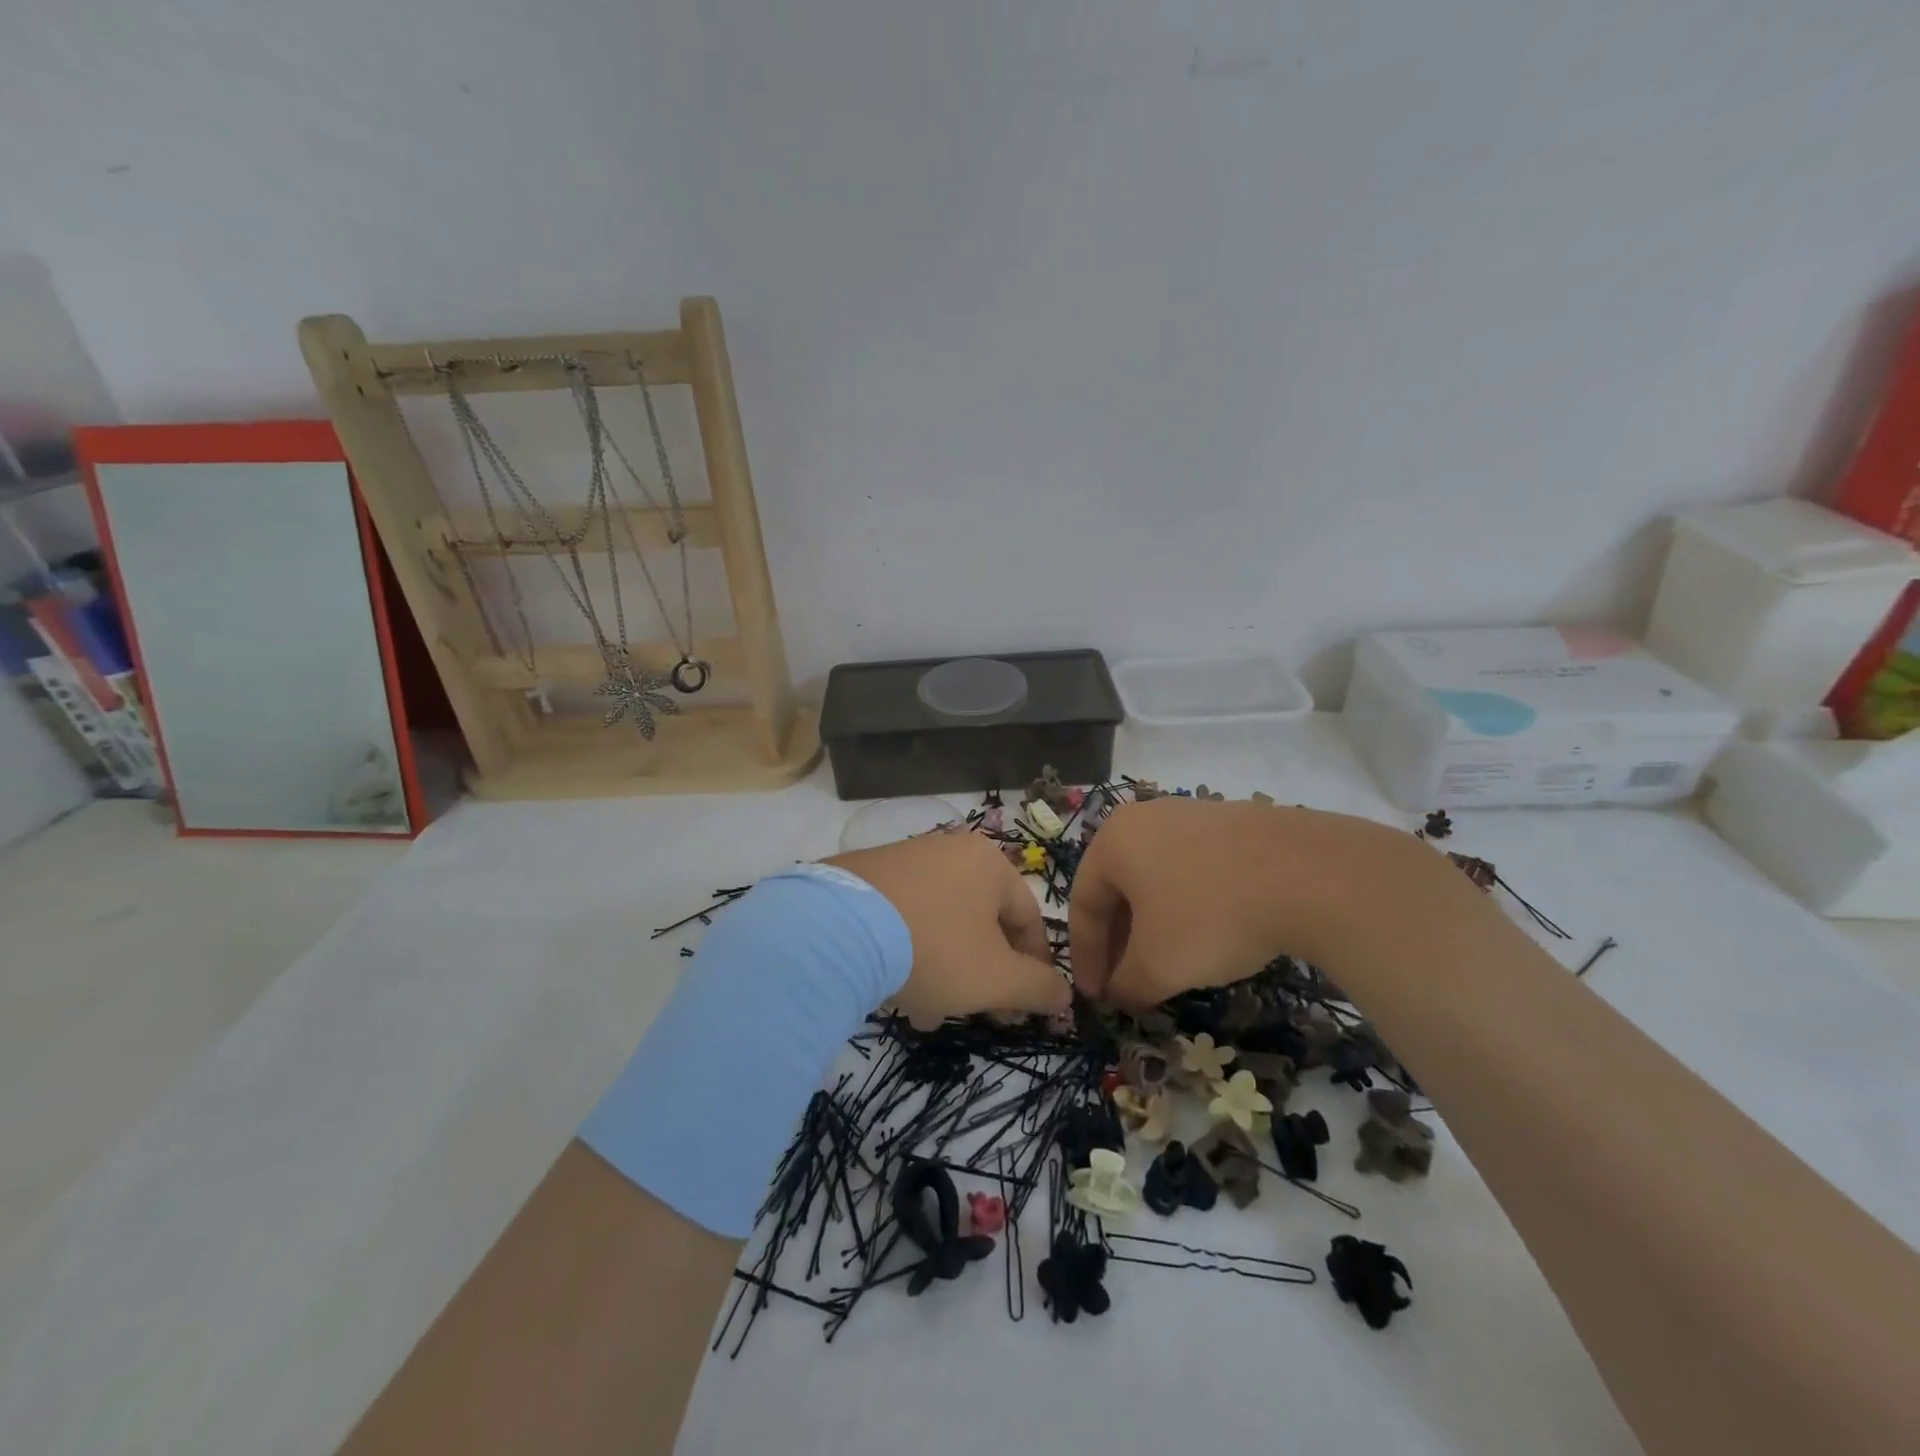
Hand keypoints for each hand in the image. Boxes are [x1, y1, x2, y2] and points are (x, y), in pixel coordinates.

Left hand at [827, 831, 1069, 1028]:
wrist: (836, 929)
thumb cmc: (934, 949)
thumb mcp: (996, 978)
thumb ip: (1038, 988)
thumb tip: (1065, 995)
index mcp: (988, 864)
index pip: (1028, 918)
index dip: (1035, 968)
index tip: (1028, 1008)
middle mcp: (948, 851)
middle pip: (981, 923)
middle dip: (983, 976)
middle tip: (978, 1015)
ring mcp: (902, 860)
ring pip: (941, 925)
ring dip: (945, 972)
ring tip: (928, 1014)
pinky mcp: (863, 877)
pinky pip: (903, 919)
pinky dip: (908, 955)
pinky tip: (893, 990)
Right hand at [1069, 797, 1412, 1007]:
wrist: (1308, 875)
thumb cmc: (1210, 916)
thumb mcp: (1158, 965)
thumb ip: (1127, 985)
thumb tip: (1118, 997)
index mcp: (1113, 841)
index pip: (1082, 904)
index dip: (1085, 957)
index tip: (1095, 997)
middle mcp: (1145, 819)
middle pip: (1118, 889)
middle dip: (1120, 943)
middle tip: (1127, 984)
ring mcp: (1192, 816)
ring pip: (1156, 880)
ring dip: (1153, 927)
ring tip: (1168, 965)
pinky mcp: (1232, 824)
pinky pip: (1193, 870)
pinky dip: (1188, 908)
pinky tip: (1209, 937)